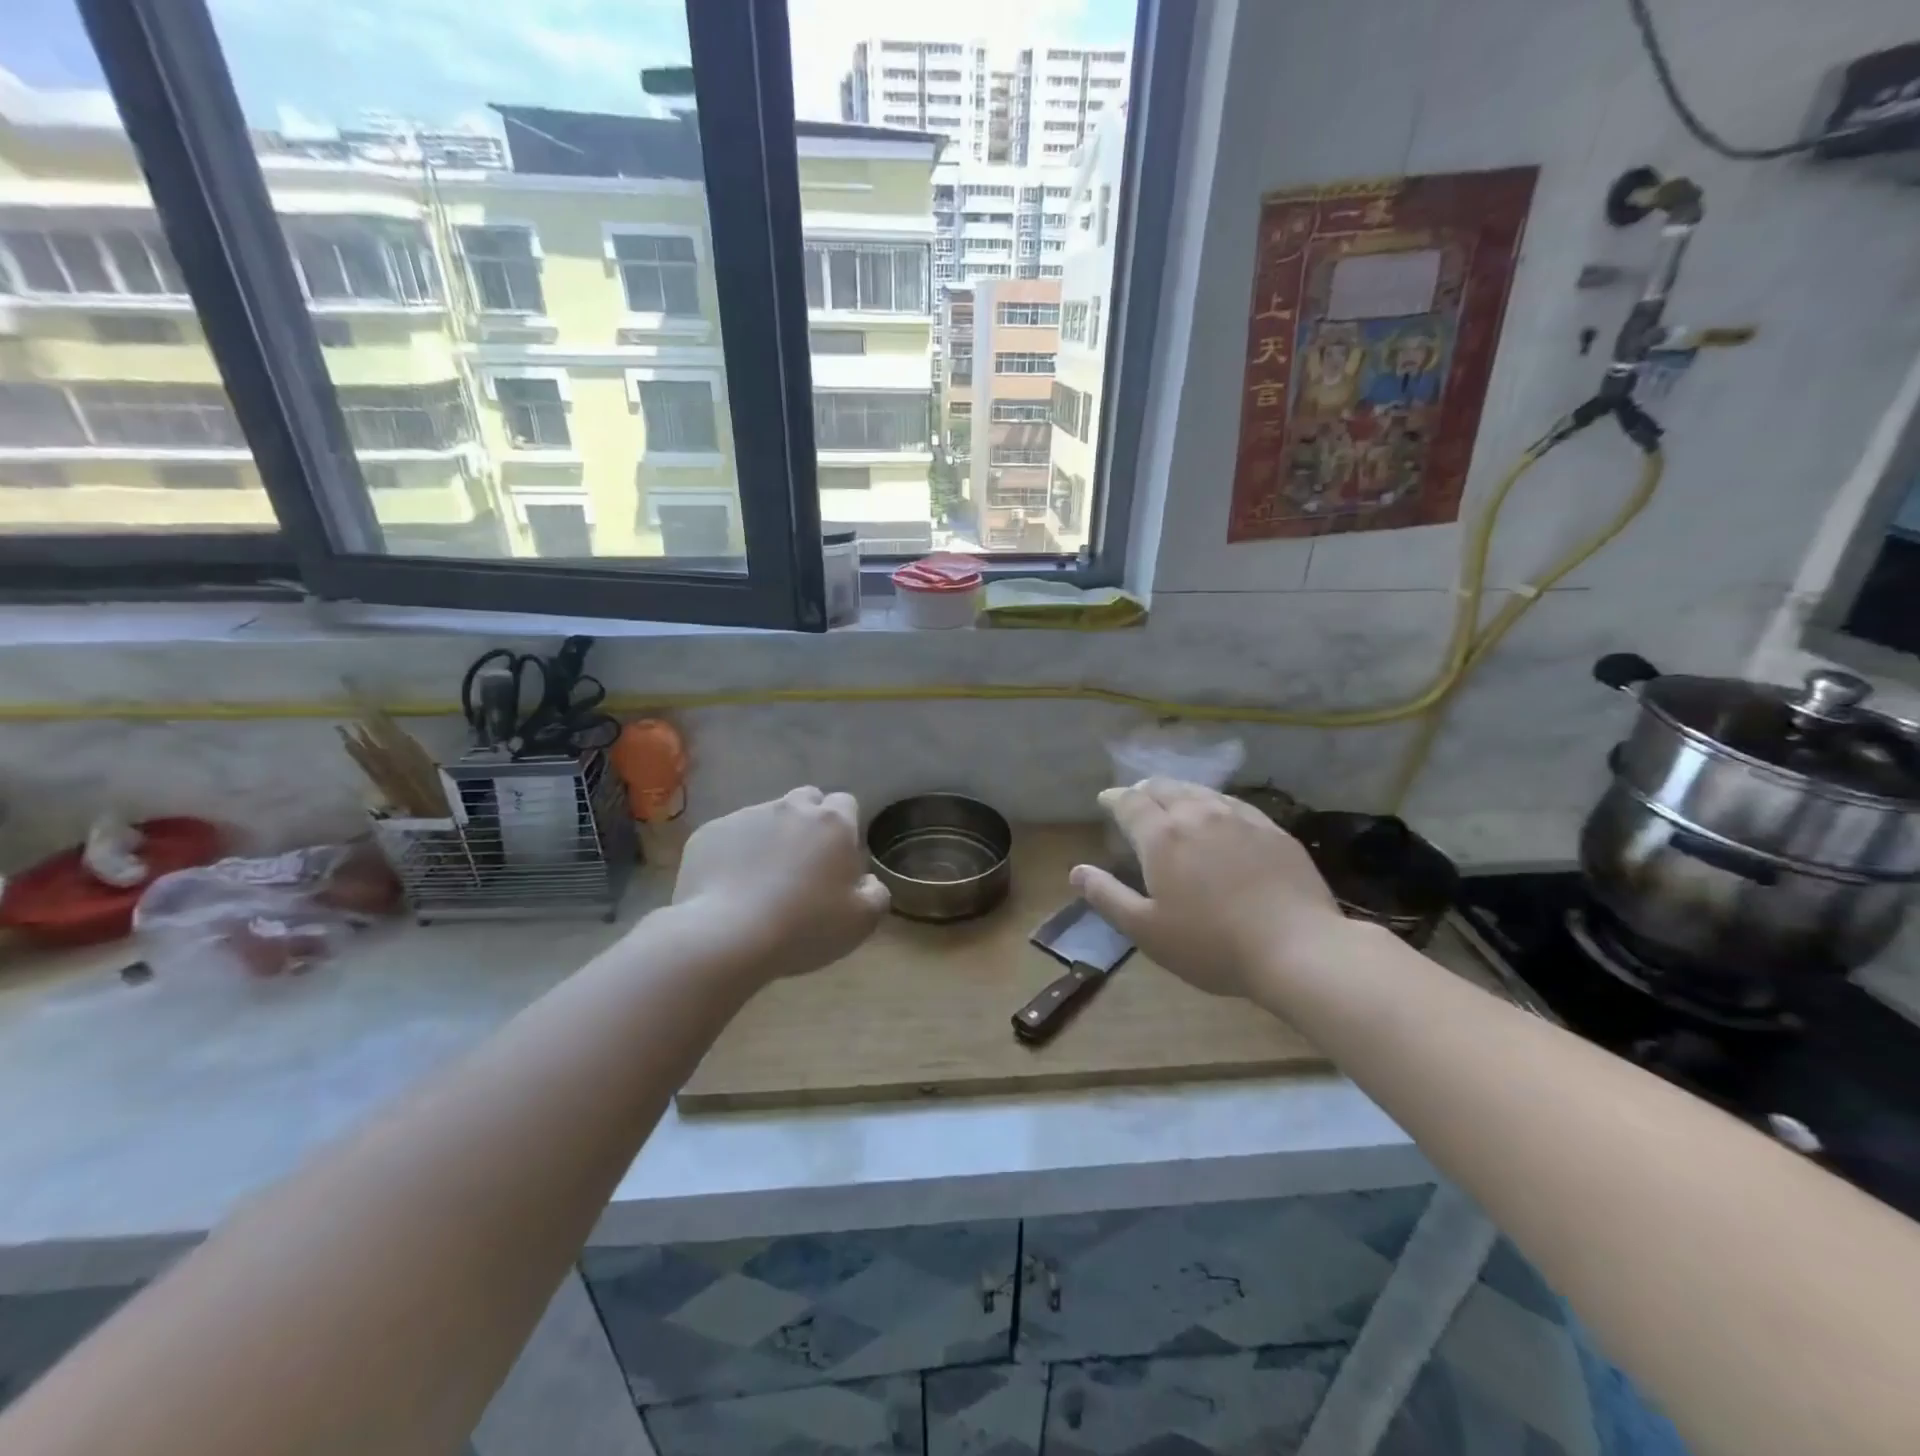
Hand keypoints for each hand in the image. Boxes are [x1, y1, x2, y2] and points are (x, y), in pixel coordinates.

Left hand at [671, 788, 889, 983]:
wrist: (727, 936)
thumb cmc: (805, 927)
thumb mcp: (862, 921)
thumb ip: (875, 892)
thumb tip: (866, 881)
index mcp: (832, 823)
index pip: (846, 803)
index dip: (845, 827)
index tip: (838, 858)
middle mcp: (790, 808)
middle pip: (806, 801)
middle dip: (808, 823)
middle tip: (803, 864)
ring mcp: (746, 816)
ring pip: (766, 817)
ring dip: (770, 838)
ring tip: (761, 881)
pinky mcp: (709, 832)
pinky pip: (730, 836)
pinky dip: (734, 853)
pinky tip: (731, 887)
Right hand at [1071, 778, 1348, 999]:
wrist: (1298, 948)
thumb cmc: (1212, 945)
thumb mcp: (1147, 930)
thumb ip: (1107, 897)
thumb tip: (1076, 871)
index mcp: (1162, 837)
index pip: (1130, 803)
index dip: (1114, 799)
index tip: (1105, 800)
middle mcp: (1197, 815)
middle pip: (1165, 788)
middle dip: (1144, 790)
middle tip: (1136, 798)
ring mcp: (1239, 819)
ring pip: (1200, 792)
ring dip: (1178, 791)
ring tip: (1172, 799)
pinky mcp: (1272, 829)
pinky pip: (1233, 803)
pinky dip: (1213, 802)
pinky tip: (1217, 813)